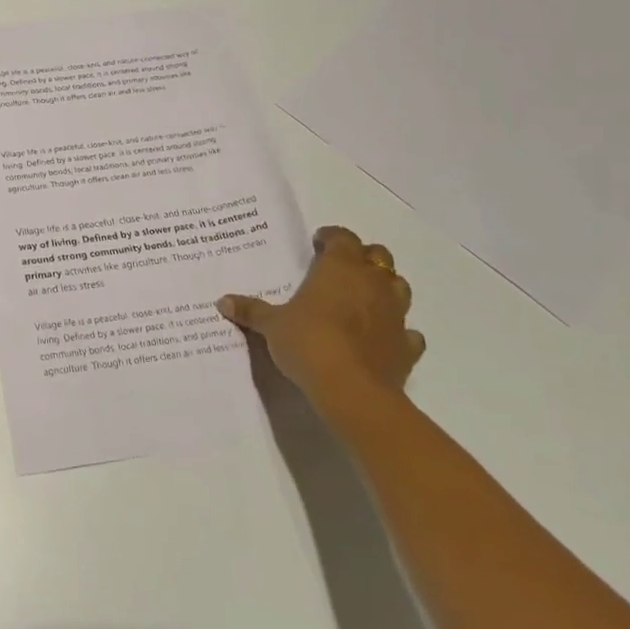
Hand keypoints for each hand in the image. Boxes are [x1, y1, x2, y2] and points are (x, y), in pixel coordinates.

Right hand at [218, 225, 424, 415]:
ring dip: (384, 288)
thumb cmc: (308, 342)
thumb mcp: (271, 325)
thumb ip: (251, 310)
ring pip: (399, 287)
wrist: (352, 390)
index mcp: (340, 267)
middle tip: (340, 269)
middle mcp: (372, 283)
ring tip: (362, 299)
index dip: (331, 237)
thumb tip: (222, 301)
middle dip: (362, 258)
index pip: (342, 238)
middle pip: (378, 256)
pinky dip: (397, 331)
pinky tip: (381, 338)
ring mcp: (395, 314)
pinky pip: (408, 332)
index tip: (317, 244)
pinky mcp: (407, 347)